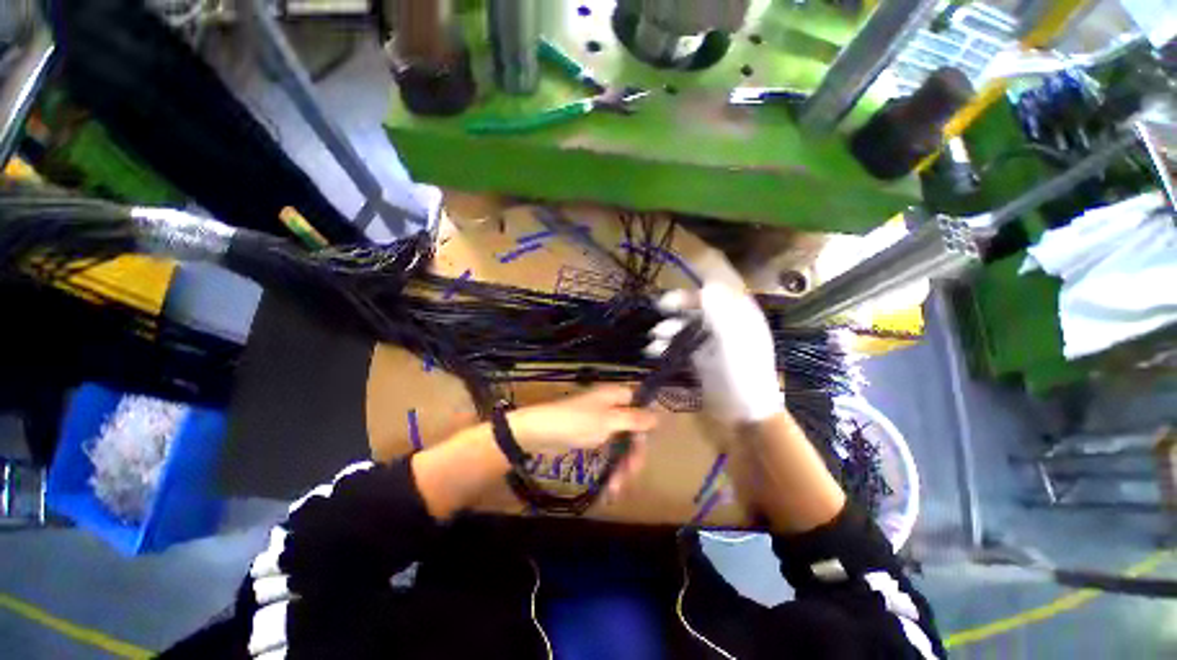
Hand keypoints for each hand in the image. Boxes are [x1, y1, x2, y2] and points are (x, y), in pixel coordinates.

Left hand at [507, 386, 656, 497]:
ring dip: (622, 465)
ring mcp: (601, 423)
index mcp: (616, 397)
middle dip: (632, 454)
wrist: (539, 432)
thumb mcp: (608, 421)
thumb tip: (658, 416)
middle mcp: (611, 407)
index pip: (641, 408)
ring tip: (617, 488)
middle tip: (631, 475)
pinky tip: (611, 485)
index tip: (644, 448)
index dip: (646, 427)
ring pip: (621, 443)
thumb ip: (634, 419)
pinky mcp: (591, 437)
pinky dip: (610, 466)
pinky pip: (608, 451)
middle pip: (632, 430)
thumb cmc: (575, 422)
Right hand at [646, 282, 783, 423]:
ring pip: (686, 329)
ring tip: (652, 342)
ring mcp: (711, 344)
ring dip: (668, 333)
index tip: (667, 303)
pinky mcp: (700, 359)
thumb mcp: (732, 341)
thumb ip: (719, 313)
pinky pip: (681, 346)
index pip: (713, 297)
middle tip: (656, 326)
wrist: (745, 413)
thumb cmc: (742, 374)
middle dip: (674, 317)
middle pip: (696, 312)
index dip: (690, 297)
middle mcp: (724, 327)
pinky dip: (668, 347)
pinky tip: (655, 352)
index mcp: (738, 318)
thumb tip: (706, 285)